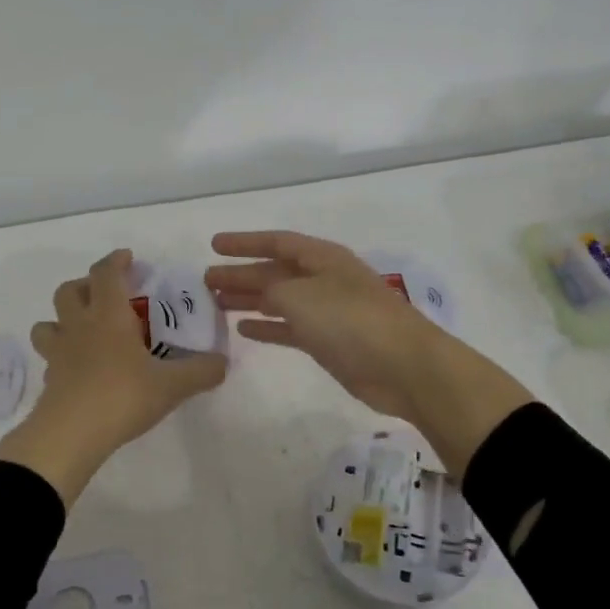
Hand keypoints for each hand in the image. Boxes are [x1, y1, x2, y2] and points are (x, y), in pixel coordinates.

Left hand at [0, 250, 227, 505]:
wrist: (70, 435)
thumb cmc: (122, 396)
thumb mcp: (172, 385)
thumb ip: (202, 371)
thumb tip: (222, 362)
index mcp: (108, 316)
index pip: (106, 273)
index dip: (115, 261)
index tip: (127, 258)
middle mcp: (79, 326)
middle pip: (68, 291)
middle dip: (85, 285)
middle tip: (106, 295)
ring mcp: (58, 353)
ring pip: (48, 323)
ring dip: (62, 319)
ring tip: (83, 330)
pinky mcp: (49, 379)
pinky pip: (50, 357)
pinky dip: (61, 355)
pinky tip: (77, 369)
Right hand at [205, 231, 533, 475]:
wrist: (404, 367)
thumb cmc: (350, 321)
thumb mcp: (300, 296)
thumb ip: (270, 290)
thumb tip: (258, 295)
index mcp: (322, 258)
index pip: (277, 241)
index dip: (244, 242)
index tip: (214, 245)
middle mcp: (324, 280)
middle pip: (275, 271)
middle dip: (241, 274)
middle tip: (205, 281)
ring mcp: (328, 312)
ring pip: (279, 300)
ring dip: (249, 300)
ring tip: (217, 303)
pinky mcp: (330, 343)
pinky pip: (289, 328)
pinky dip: (267, 328)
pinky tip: (244, 330)